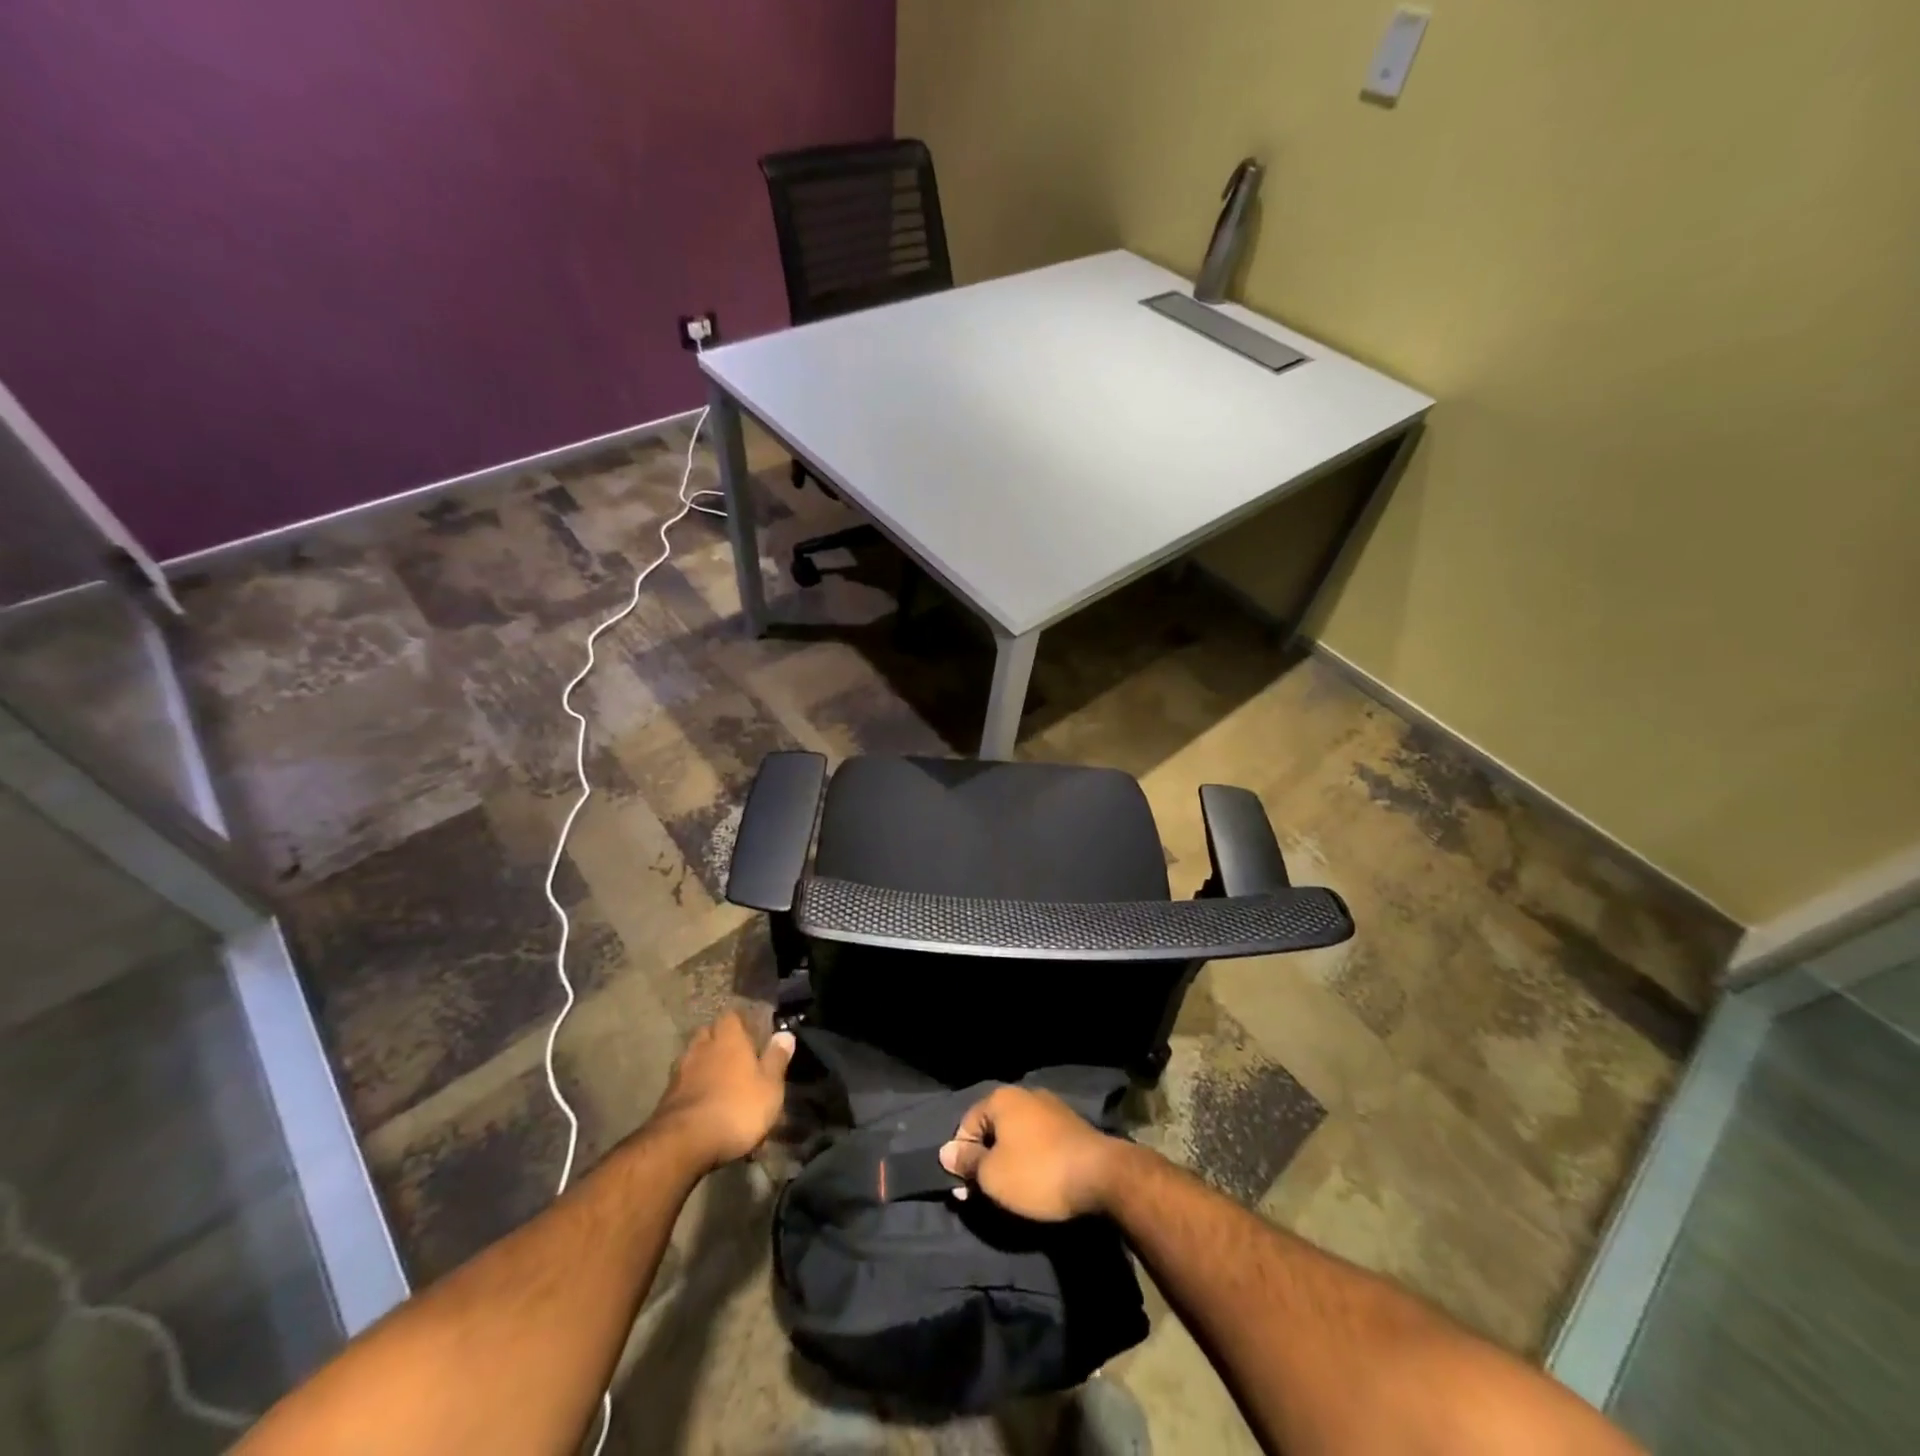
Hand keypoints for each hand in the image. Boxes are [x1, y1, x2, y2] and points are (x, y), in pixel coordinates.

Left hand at [648, 1013, 794, 1170]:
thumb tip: (785, 1034)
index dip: (741, 1023)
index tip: (751, 1033)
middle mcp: (701, 1047)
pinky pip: (683, 1084)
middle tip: (735, 1056)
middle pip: (708, 1034)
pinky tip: (703, 1103)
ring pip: (693, 1058)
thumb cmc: (736, 1108)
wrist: (683, 1144)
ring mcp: (680, 1072)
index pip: (731, 1016)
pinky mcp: (666, 1098)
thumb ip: (777, 1059)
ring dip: (704, 1065)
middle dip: (718, 1041)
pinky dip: (692, 1089)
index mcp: (728, 1038)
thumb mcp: (769, 1086)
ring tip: (718, 1081)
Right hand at [938, 1086, 1122, 1221]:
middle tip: (984, 1194)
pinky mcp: (1070, 1125)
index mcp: (1002, 1098)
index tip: (964, 1189)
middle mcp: (1025, 1094)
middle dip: (984, 1160)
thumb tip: (946, 1151)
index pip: (966, 1123)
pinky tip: (1035, 1181)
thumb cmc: (1037, 1172)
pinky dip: (1031, 1159)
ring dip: (1007, 1161)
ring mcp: (1051, 1108)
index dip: (960, 1156)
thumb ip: (967, 1162)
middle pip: (992, 1128)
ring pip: (1016, 1135)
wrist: (1100, 1175)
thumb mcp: (992, 1175)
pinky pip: (1038, 1141)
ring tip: (1010, 1192)